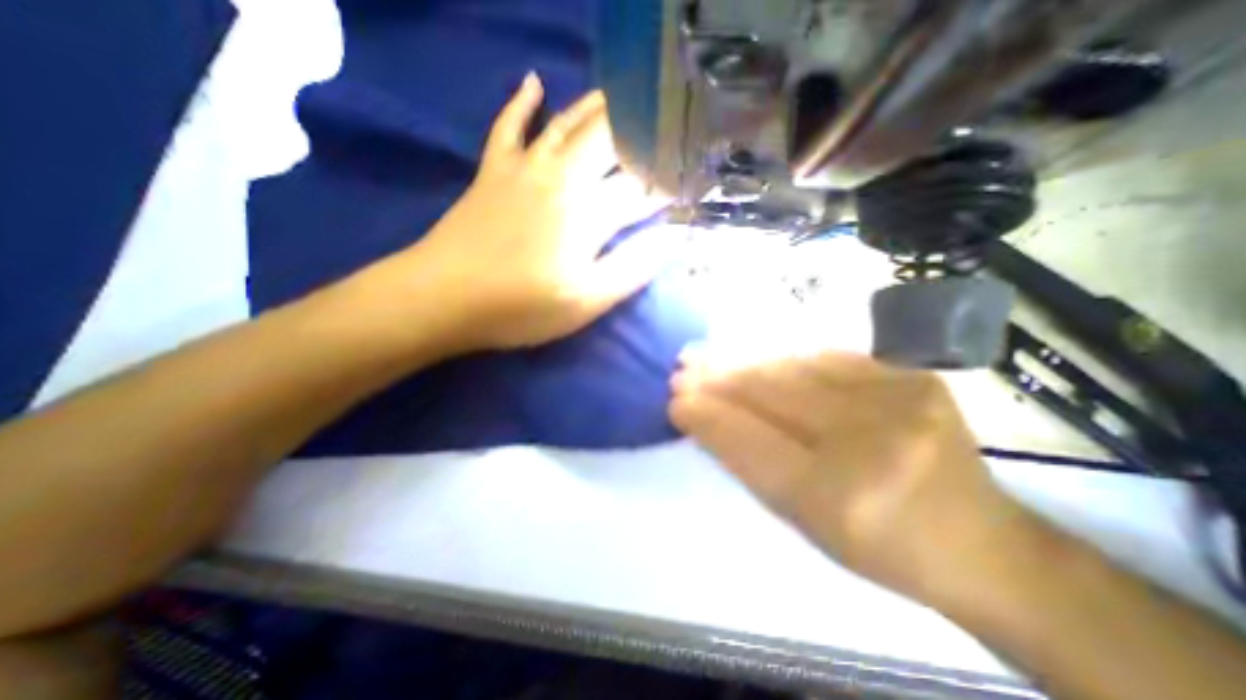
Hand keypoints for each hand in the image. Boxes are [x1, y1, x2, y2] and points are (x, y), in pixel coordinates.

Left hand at [395, 74, 672, 352]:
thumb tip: (672, 240)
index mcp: (589, 214)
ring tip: (625, 95)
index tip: (692, 176)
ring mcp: (524, 169)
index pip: (643, 190)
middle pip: (611, 142)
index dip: (670, 183)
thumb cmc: (520, 307)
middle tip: (667, 125)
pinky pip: (508, 126)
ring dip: (599, 107)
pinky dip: (521, 102)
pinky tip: (532, 81)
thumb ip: (632, 269)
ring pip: (568, 124)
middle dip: (644, 132)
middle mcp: (563, 178)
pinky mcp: (493, 171)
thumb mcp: (586, 303)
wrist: (443, 298)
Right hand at [672, 353, 1031, 598]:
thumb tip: (705, 417)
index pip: (753, 445)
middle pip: (772, 397)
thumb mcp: (803, 521)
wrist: (979, 539)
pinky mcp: (911, 373)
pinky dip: (782, 359)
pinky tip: (755, 356)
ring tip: (706, 355)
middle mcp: (872, 442)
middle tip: (682, 368)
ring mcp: (897, 398)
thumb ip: (751, 464)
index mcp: (841, 499)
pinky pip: (826, 357)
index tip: (675, 400)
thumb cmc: (876, 544)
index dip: (709, 419)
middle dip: (718, 380)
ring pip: (794, 369)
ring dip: (743, 362)